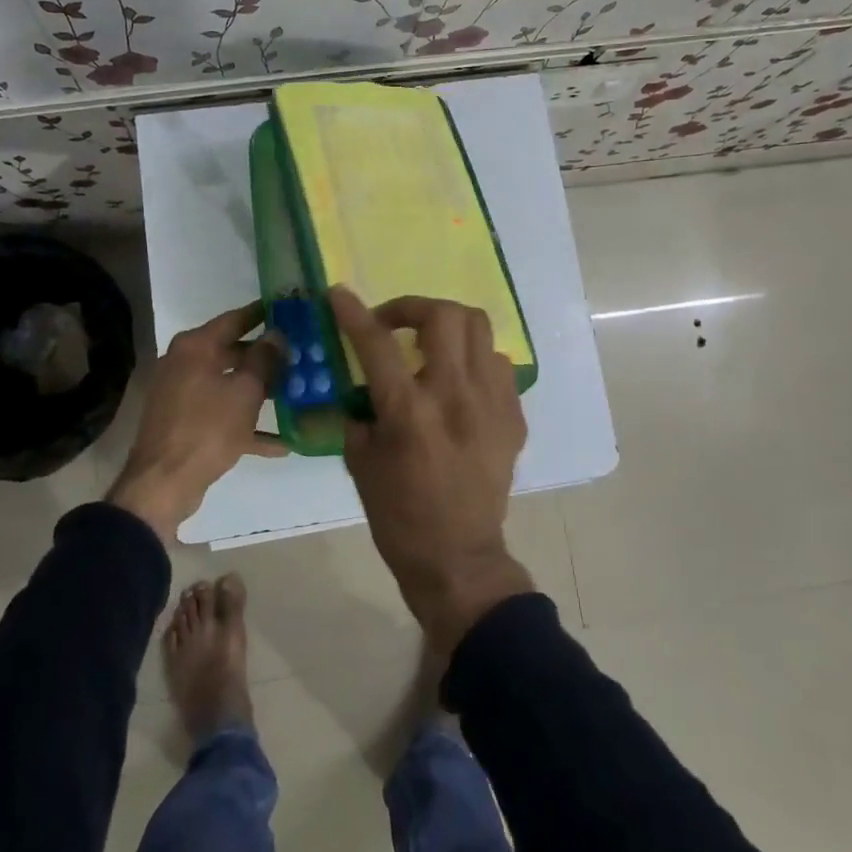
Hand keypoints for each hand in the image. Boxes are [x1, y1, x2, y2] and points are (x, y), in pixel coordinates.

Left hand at [108, 301, 286, 541]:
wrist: (163, 484)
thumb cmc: (207, 429)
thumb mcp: (245, 392)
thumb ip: (264, 360)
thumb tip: (276, 335)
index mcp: (195, 347)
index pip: (234, 319)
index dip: (261, 313)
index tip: (287, 308)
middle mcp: (185, 363)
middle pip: (232, 352)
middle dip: (266, 357)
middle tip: (300, 354)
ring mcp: (182, 394)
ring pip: (229, 384)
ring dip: (260, 391)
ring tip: (296, 393)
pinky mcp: (185, 423)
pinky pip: (221, 415)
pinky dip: (246, 424)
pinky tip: (281, 443)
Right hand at [329, 286, 534, 652]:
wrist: (459, 558)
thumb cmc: (399, 516)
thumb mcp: (360, 463)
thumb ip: (358, 412)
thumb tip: (360, 383)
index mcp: (410, 411)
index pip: (378, 344)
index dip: (354, 313)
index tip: (339, 293)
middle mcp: (456, 396)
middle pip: (444, 316)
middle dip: (412, 307)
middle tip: (393, 324)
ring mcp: (492, 404)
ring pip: (479, 330)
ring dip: (447, 327)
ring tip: (429, 347)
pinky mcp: (513, 417)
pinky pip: (496, 365)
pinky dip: (472, 361)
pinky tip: (458, 382)